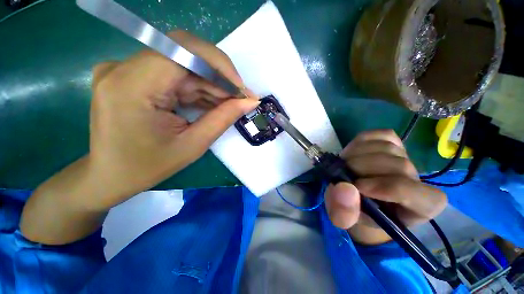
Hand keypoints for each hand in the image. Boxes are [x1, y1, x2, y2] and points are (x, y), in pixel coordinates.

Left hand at [87, 30, 258, 208]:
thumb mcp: (193, 145)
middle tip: (240, 98)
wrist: (109, 176)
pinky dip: (197, 88)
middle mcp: (123, 68)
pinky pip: (174, 75)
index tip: (241, 88)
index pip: (183, 49)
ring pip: (183, 65)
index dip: (219, 65)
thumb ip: (223, 118)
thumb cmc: (148, 167)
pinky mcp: (131, 77)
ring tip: (229, 104)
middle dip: (219, 77)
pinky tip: (210, 103)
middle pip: (185, 55)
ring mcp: (125, 70)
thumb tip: (250, 101)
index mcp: (131, 86)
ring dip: (211, 84)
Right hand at [324, 130, 446, 244]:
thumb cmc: (355, 211)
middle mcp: (418, 180)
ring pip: (387, 147)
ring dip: (357, 154)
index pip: (418, 194)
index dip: (386, 188)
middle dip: (362, 168)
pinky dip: (361, 141)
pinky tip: (353, 153)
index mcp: (418, 207)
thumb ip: (343, 213)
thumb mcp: (344, 219)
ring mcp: (406, 157)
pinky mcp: (393, 142)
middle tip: (342, 174)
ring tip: (345, 165)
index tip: (356, 187)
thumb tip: (344, 189)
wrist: (356, 196)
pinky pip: (380, 135)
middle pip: (398, 165)